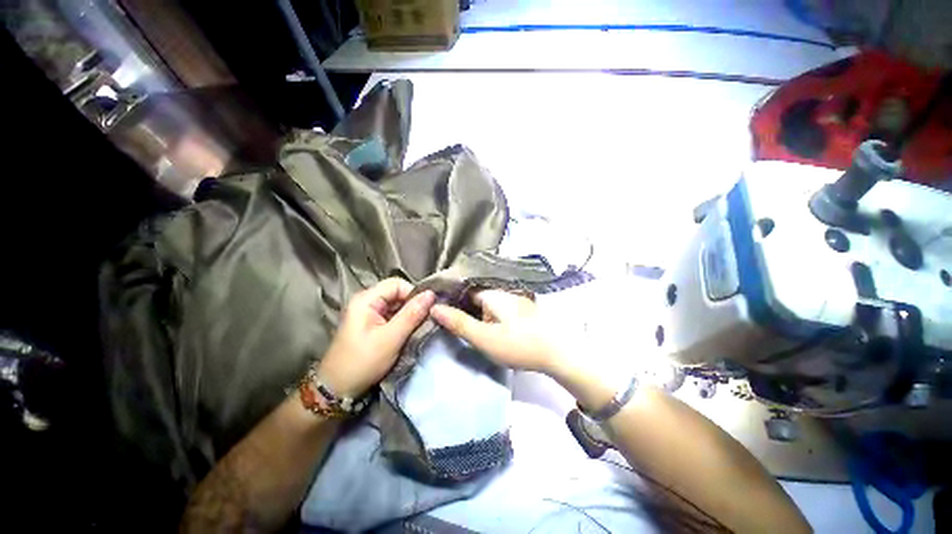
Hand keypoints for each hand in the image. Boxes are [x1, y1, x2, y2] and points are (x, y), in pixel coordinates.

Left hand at [318, 278, 434, 397]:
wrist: (337, 391)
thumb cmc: (362, 362)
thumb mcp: (391, 338)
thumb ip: (412, 314)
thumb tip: (432, 294)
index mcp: (366, 299)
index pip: (397, 284)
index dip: (413, 293)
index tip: (427, 309)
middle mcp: (367, 302)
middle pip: (397, 293)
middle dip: (413, 305)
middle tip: (426, 320)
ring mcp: (369, 314)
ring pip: (397, 305)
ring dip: (410, 315)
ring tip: (420, 327)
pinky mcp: (372, 325)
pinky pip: (393, 316)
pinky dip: (404, 322)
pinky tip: (410, 332)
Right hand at [430, 290, 566, 373]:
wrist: (559, 352)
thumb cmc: (519, 344)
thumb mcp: (485, 337)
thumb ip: (459, 323)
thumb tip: (434, 308)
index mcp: (491, 293)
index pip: (463, 289)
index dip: (449, 298)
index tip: (435, 308)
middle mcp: (502, 291)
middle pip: (474, 294)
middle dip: (460, 305)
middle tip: (445, 321)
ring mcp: (513, 299)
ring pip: (485, 301)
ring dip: (474, 311)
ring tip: (460, 324)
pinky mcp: (520, 309)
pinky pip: (496, 307)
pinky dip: (486, 315)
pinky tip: (484, 325)